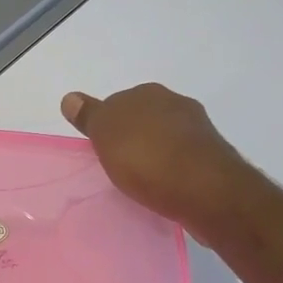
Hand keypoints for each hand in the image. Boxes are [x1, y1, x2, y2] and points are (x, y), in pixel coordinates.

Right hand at [61, 82, 249, 228]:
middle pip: (143, 118)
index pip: (117, 103)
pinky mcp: (212, 158)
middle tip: (117, 165)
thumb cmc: (146, 157)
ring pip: (165, 138)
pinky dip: (172, 170)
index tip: (99, 149)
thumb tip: (70, 97)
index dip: (106, 125)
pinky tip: (164, 188)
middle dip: (132, 137)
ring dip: (154, 154)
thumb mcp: (105, 133)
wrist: (204, 190)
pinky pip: (182, 160)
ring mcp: (198, 130)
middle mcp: (175, 103)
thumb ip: (89, 115)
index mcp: (148, 92)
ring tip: (140, 181)